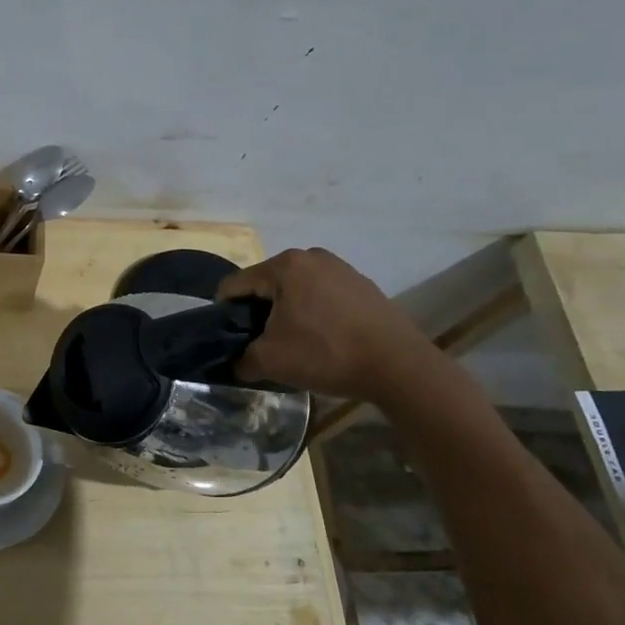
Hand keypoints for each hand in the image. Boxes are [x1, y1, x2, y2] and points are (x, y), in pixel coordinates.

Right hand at [218, 248, 437, 402]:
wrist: (399, 367)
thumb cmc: (326, 354)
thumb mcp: (270, 361)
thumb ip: (241, 359)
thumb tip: (234, 362)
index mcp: (284, 266)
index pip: (235, 284)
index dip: (224, 313)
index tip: (229, 339)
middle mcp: (311, 256)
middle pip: (266, 284)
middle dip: (258, 312)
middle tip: (262, 343)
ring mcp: (340, 268)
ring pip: (295, 289)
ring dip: (286, 313)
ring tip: (294, 343)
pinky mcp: (362, 284)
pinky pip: (322, 295)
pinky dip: (314, 313)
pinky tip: (323, 340)